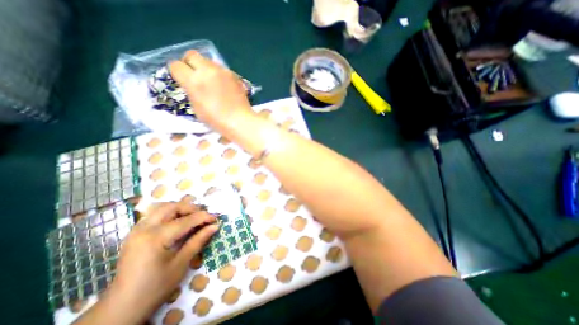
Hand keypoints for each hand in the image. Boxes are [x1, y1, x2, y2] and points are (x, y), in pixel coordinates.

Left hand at [107, 199, 218, 318]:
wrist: (121, 307)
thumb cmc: (155, 287)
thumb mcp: (181, 264)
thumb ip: (198, 241)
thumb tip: (215, 226)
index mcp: (156, 238)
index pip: (186, 220)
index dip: (204, 217)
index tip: (216, 218)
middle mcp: (144, 229)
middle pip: (172, 207)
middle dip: (191, 208)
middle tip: (203, 216)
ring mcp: (137, 230)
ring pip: (162, 208)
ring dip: (180, 209)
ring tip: (192, 218)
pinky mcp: (135, 233)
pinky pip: (155, 215)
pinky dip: (169, 214)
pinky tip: (177, 223)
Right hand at [168, 49, 253, 130]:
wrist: (240, 120)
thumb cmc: (216, 120)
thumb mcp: (196, 108)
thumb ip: (191, 91)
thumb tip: (192, 85)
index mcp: (194, 81)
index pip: (176, 65)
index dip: (177, 73)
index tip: (182, 80)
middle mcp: (207, 71)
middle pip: (191, 55)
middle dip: (190, 63)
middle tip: (195, 76)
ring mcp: (222, 71)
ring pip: (208, 60)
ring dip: (206, 68)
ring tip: (211, 82)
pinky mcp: (234, 75)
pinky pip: (222, 69)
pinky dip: (219, 74)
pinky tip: (224, 86)